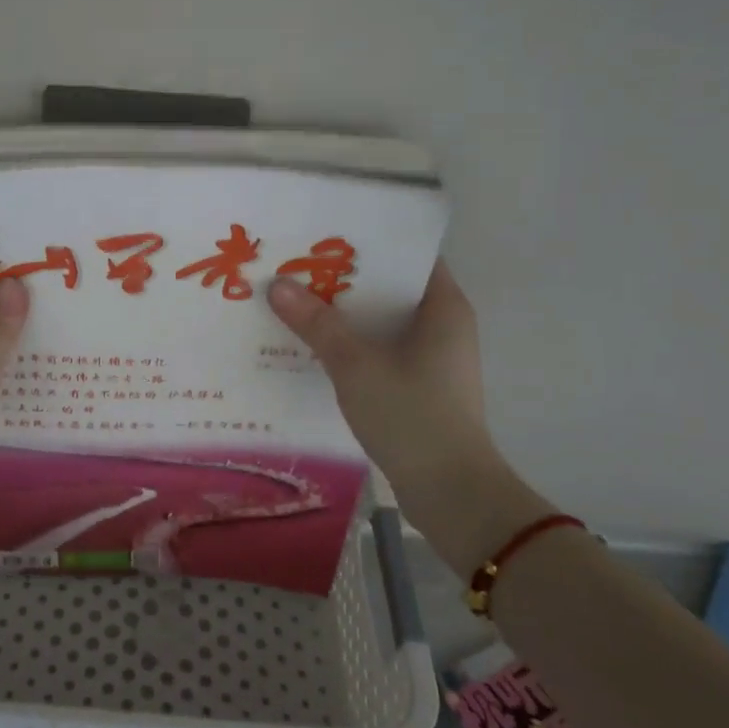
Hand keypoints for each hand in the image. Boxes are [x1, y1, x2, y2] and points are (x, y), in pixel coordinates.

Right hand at [269, 261, 547, 572]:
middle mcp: (443, 324)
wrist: (451, 492)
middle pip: (390, 287)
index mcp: (443, 306)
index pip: (409, 254)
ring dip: (345, 314)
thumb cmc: (411, 415)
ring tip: (296, 299)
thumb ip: (317, 323)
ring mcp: (433, 357)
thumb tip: (277, 285)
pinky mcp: (420, 384)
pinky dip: (352, 343)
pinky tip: (313, 344)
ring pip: (382, 321)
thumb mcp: (356, 365)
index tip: (325, 235)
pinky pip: (381, 349)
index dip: (369, 241)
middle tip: (297, 265)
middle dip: (345, 278)